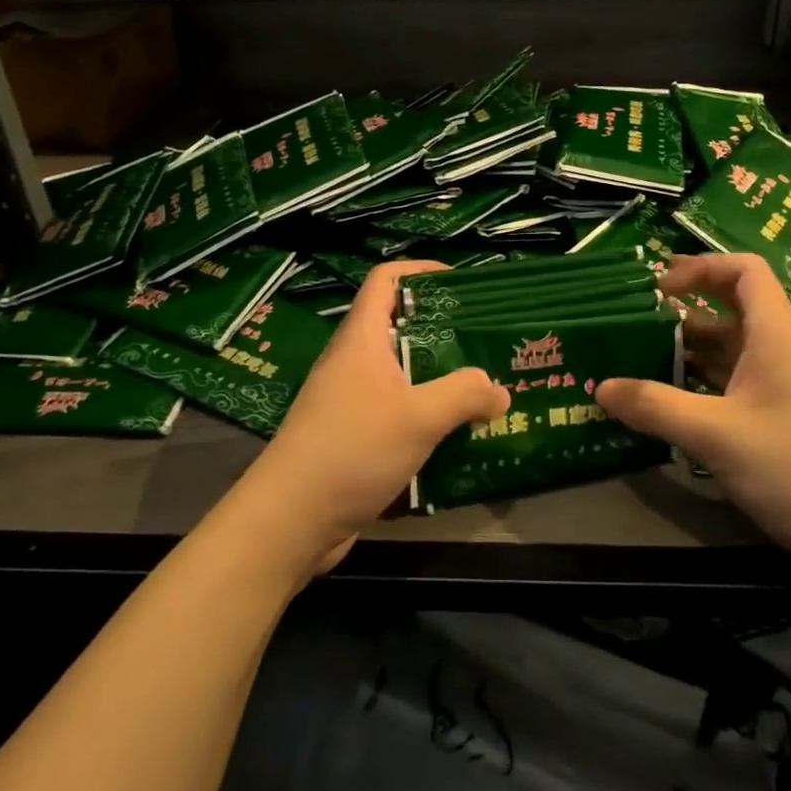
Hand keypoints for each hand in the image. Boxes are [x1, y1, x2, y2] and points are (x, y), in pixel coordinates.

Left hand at [225, 261, 509, 575]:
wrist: (291, 519)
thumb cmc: (352, 449)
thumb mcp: (418, 417)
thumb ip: (464, 395)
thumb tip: (499, 390)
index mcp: (362, 339)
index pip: (385, 280)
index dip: (421, 271)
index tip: (460, 283)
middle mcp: (353, 363)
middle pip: (400, 328)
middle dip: (444, 332)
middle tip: (487, 344)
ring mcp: (350, 402)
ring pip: (402, 376)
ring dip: (439, 380)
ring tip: (483, 391)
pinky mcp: (353, 438)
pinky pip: (397, 414)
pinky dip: (426, 418)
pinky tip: (457, 438)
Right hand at [597, 254, 790, 561]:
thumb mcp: (716, 434)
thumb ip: (655, 407)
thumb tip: (601, 387)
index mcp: (775, 335)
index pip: (745, 270)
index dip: (701, 266)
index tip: (659, 288)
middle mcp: (778, 349)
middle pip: (730, 306)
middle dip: (682, 308)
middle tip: (635, 318)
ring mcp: (779, 384)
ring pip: (728, 347)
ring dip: (686, 347)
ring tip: (637, 356)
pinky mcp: (776, 414)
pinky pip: (730, 380)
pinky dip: (697, 380)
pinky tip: (664, 398)